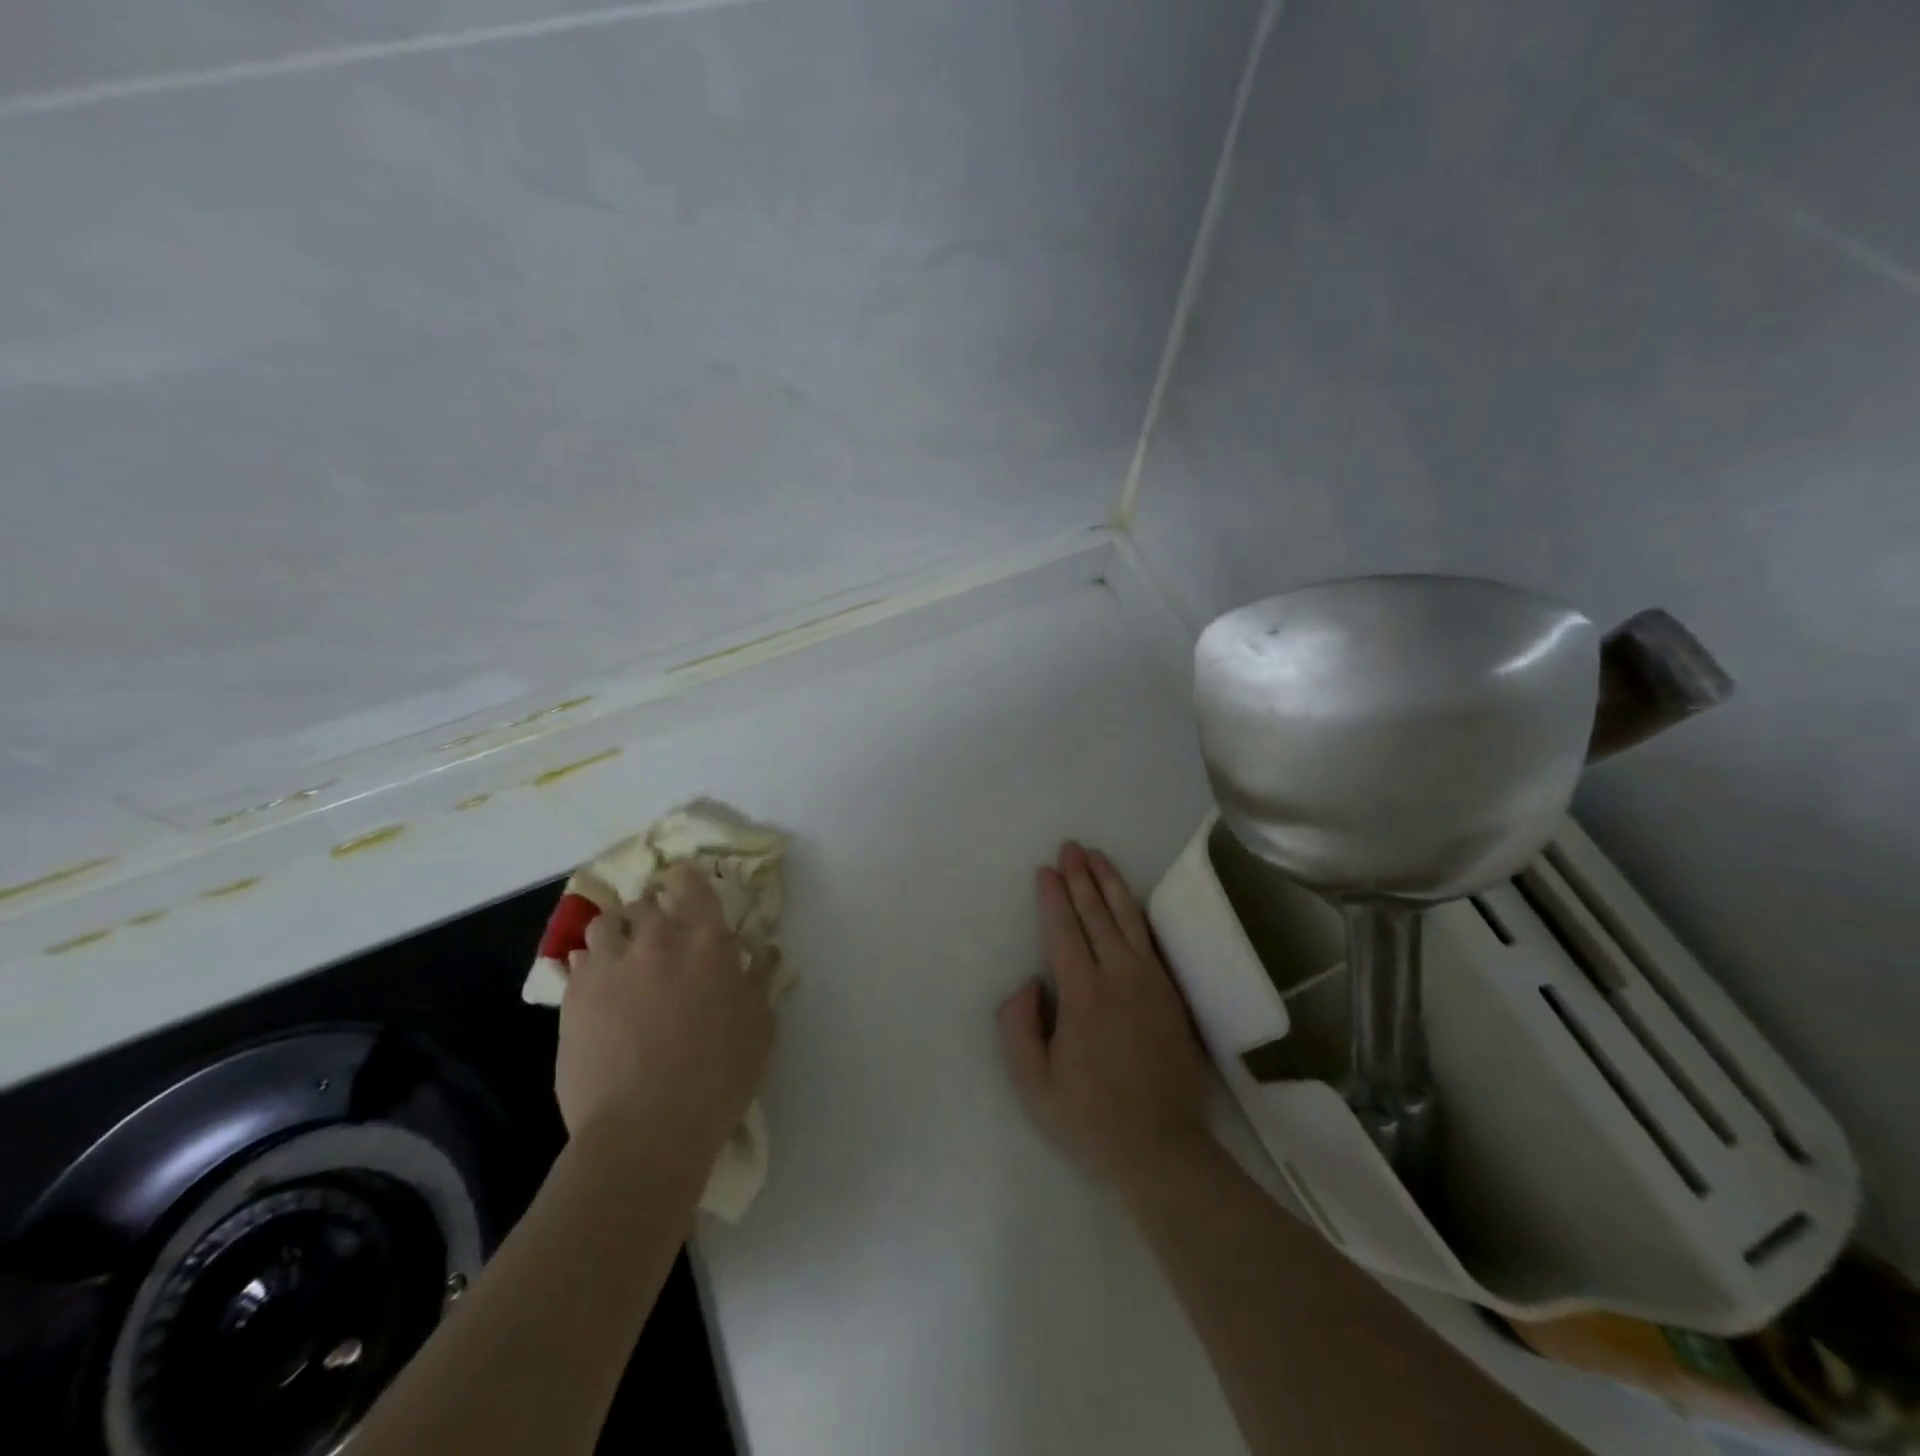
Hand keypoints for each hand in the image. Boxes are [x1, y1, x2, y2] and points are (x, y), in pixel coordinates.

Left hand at [555, 864, 776, 1172]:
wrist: (645, 1128)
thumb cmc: (717, 1076)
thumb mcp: (759, 1027)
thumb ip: (760, 980)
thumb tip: (765, 951)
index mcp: (706, 944)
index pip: (693, 886)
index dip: (689, 878)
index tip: (688, 881)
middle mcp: (656, 942)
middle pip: (646, 902)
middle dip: (653, 908)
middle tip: (659, 929)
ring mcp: (609, 967)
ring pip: (604, 924)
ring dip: (616, 930)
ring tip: (622, 952)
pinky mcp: (573, 998)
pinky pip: (576, 961)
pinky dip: (589, 963)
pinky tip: (597, 984)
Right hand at [997, 841, 1210, 1193]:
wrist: (1160, 1147)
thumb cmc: (1089, 1117)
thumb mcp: (1033, 1083)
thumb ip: (1018, 1026)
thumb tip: (1027, 982)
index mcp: (1083, 995)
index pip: (1064, 932)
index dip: (1054, 898)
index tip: (1045, 871)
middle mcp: (1119, 977)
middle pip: (1097, 915)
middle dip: (1081, 877)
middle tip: (1070, 847)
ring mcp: (1150, 982)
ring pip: (1129, 919)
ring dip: (1111, 884)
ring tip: (1098, 856)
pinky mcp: (1170, 993)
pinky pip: (1150, 940)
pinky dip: (1136, 911)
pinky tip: (1128, 899)